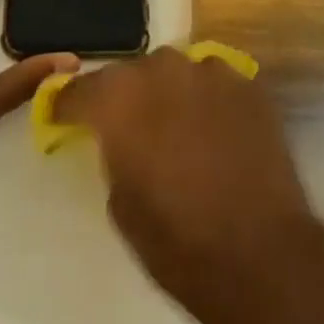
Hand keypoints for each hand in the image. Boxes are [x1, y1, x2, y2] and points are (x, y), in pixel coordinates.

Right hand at [52, 47, 320, 300]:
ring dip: (170, 95)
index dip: (69, 105)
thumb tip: (121, 139)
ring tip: (177, 130)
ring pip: (176, 73)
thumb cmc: (177, 241)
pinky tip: (215, 133)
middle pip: (132, 74)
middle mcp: (161, 68)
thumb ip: (114, 152)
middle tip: (130, 129)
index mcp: (119, 97)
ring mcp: (209, 70)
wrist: (260, 254)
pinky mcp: (247, 84)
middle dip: (127, 98)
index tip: (64, 116)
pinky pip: (214, 84)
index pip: (80, 89)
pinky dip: (208, 102)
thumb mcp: (121, 203)